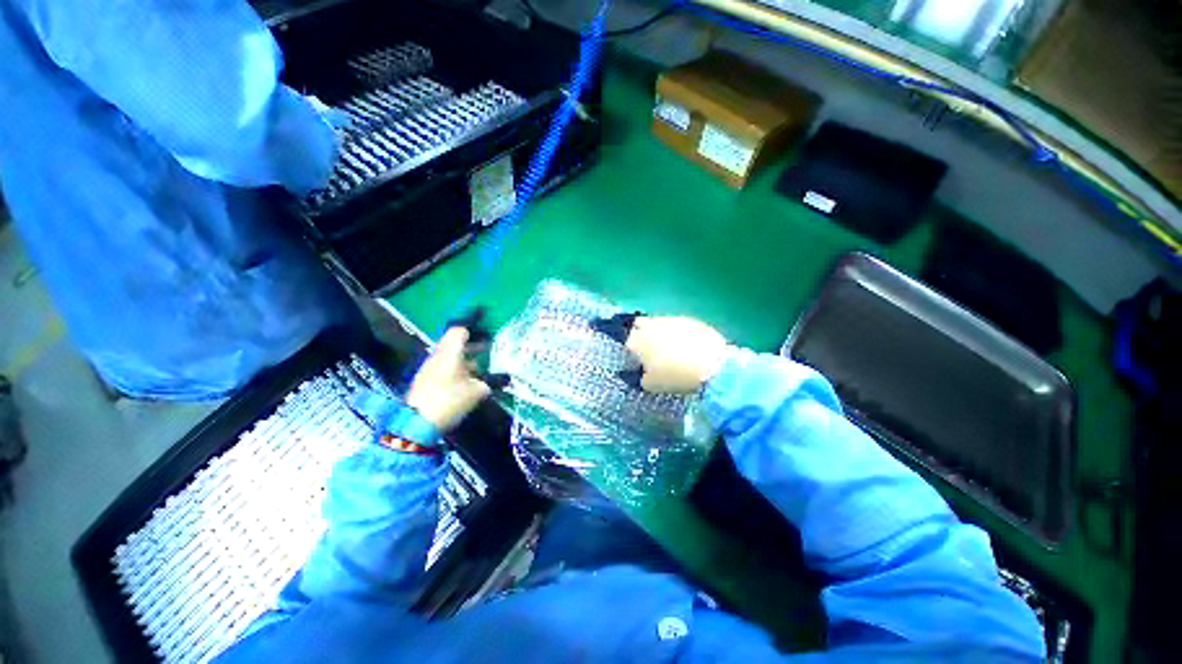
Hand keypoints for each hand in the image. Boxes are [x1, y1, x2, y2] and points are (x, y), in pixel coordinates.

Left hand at [406, 327, 492, 431]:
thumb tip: (498, 380)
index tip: (486, 331)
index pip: (459, 331)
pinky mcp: (426, 381)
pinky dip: (457, 370)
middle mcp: (438, 356)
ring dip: (465, 359)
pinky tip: (467, 382)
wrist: (417, 424)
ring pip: (450, 357)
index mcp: (450, 353)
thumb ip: (489, 383)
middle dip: (472, 346)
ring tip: (480, 369)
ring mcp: (430, 369)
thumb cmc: (449, 400)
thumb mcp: (476, 392)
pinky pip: (444, 368)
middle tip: (487, 349)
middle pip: (454, 343)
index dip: (473, 329)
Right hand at [609, 315, 728, 393]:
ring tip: (670, 347)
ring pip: (658, 322)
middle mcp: (650, 326)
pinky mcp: (687, 318)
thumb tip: (642, 373)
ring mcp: (669, 319)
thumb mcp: (652, 385)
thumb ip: (641, 378)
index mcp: (638, 341)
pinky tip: (685, 343)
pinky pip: (676, 323)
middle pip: (639, 324)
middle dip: (642, 333)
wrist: (711, 365)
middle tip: (650, 348)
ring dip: (659, 331)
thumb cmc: (675, 377)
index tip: (639, 361)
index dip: (632, 352)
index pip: (628, 342)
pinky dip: (677, 331)